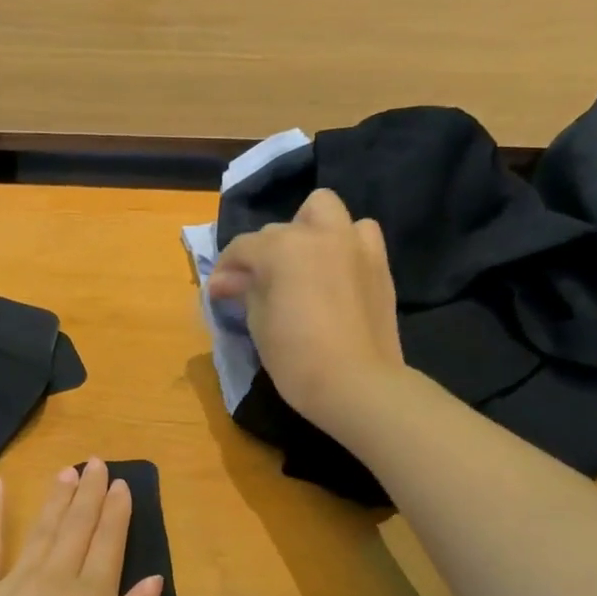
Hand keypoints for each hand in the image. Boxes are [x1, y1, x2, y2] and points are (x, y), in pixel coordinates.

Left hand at [0, 461, 163, 595]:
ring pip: (42, 531)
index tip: (121, 484)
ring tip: (67, 472)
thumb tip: (154, 579)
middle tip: (96, 463)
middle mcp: (55, 581)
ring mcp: (13, 583)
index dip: (117, 513)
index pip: (109, 545)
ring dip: (56, 499)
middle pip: (77, 529)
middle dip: (89, 494)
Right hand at [208, 188, 406, 436]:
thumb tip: (225, 281)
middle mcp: (320, 234)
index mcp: (283, 247)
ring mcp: (354, 244)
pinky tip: (332, 273)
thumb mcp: (258, 323)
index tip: (218, 292)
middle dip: (264, 252)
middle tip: (258, 285)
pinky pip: (358, 235)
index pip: (243, 247)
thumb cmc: (295, 356)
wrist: (356, 383)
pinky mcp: (378, 263)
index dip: (226, 269)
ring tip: (301, 265)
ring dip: (307, 230)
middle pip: (280, 230)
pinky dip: (341, 244)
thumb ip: (244, 291)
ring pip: (324, 212)